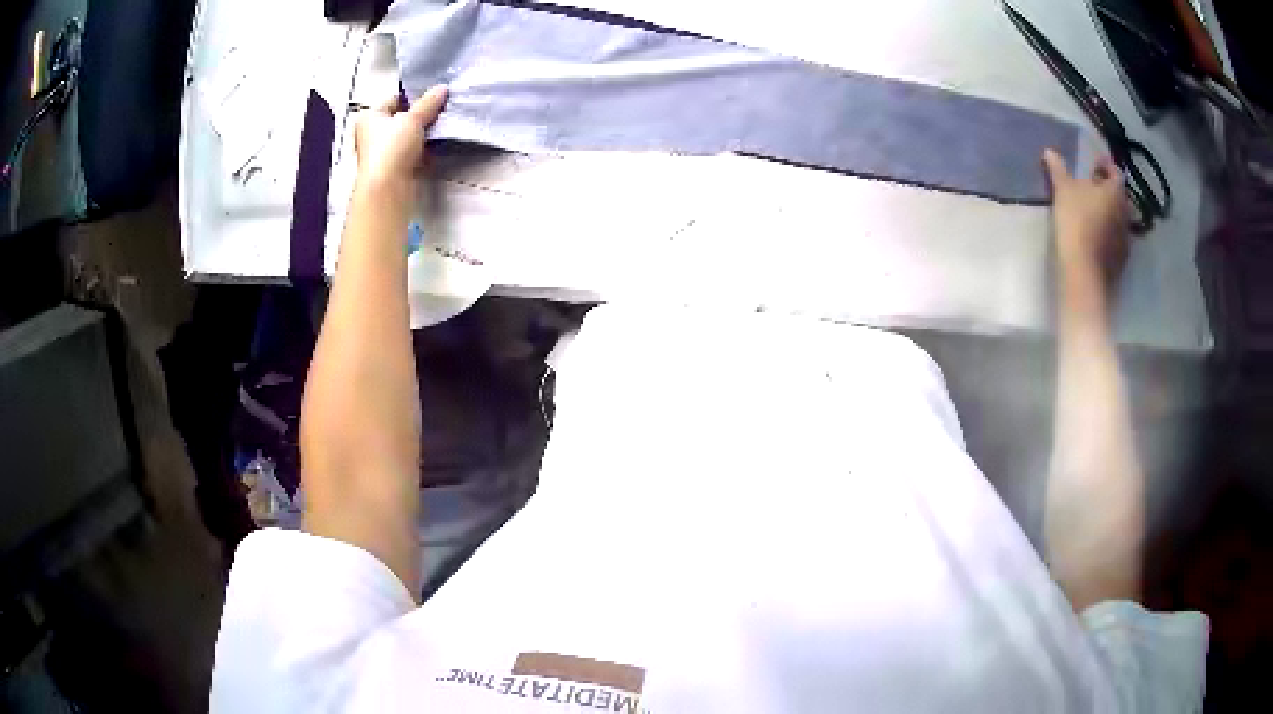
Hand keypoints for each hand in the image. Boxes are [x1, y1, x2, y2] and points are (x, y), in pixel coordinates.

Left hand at [353, 85, 448, 191]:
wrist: (387, 188)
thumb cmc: (390, 149)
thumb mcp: (412, 119)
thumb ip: (428, 103)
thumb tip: (442, 89)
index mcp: (369, 116)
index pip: (394, 99)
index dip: (414, 96)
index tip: (434, 95)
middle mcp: (372, 133)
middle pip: (402, 118)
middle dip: (420, 115)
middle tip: (440, 109)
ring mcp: (383, 153)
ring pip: (408, 136)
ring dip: (423, 133)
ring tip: (441, 126)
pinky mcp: (394, 168)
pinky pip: (412, 152)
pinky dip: (423, 149)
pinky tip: (436, 145)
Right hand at [1043, 149, 1129, 295]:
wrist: (1085, 273)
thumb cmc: (1077, 222)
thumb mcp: (1063, 190)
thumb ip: (1058, 169)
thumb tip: (1050, 151)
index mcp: (1116, 191)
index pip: (1115, 171)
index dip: (1105, 165)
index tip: (1094, 163)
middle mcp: (1126, 212)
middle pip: (1119, 195)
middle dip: (1107, 189)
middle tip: (1092, 187)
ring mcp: (1125, 237)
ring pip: (1118, 217)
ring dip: (1108, 211)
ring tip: (1092, 211)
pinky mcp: (1121, 258)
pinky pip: (1116, 237)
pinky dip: (1108, 231)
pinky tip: (1095, 234)